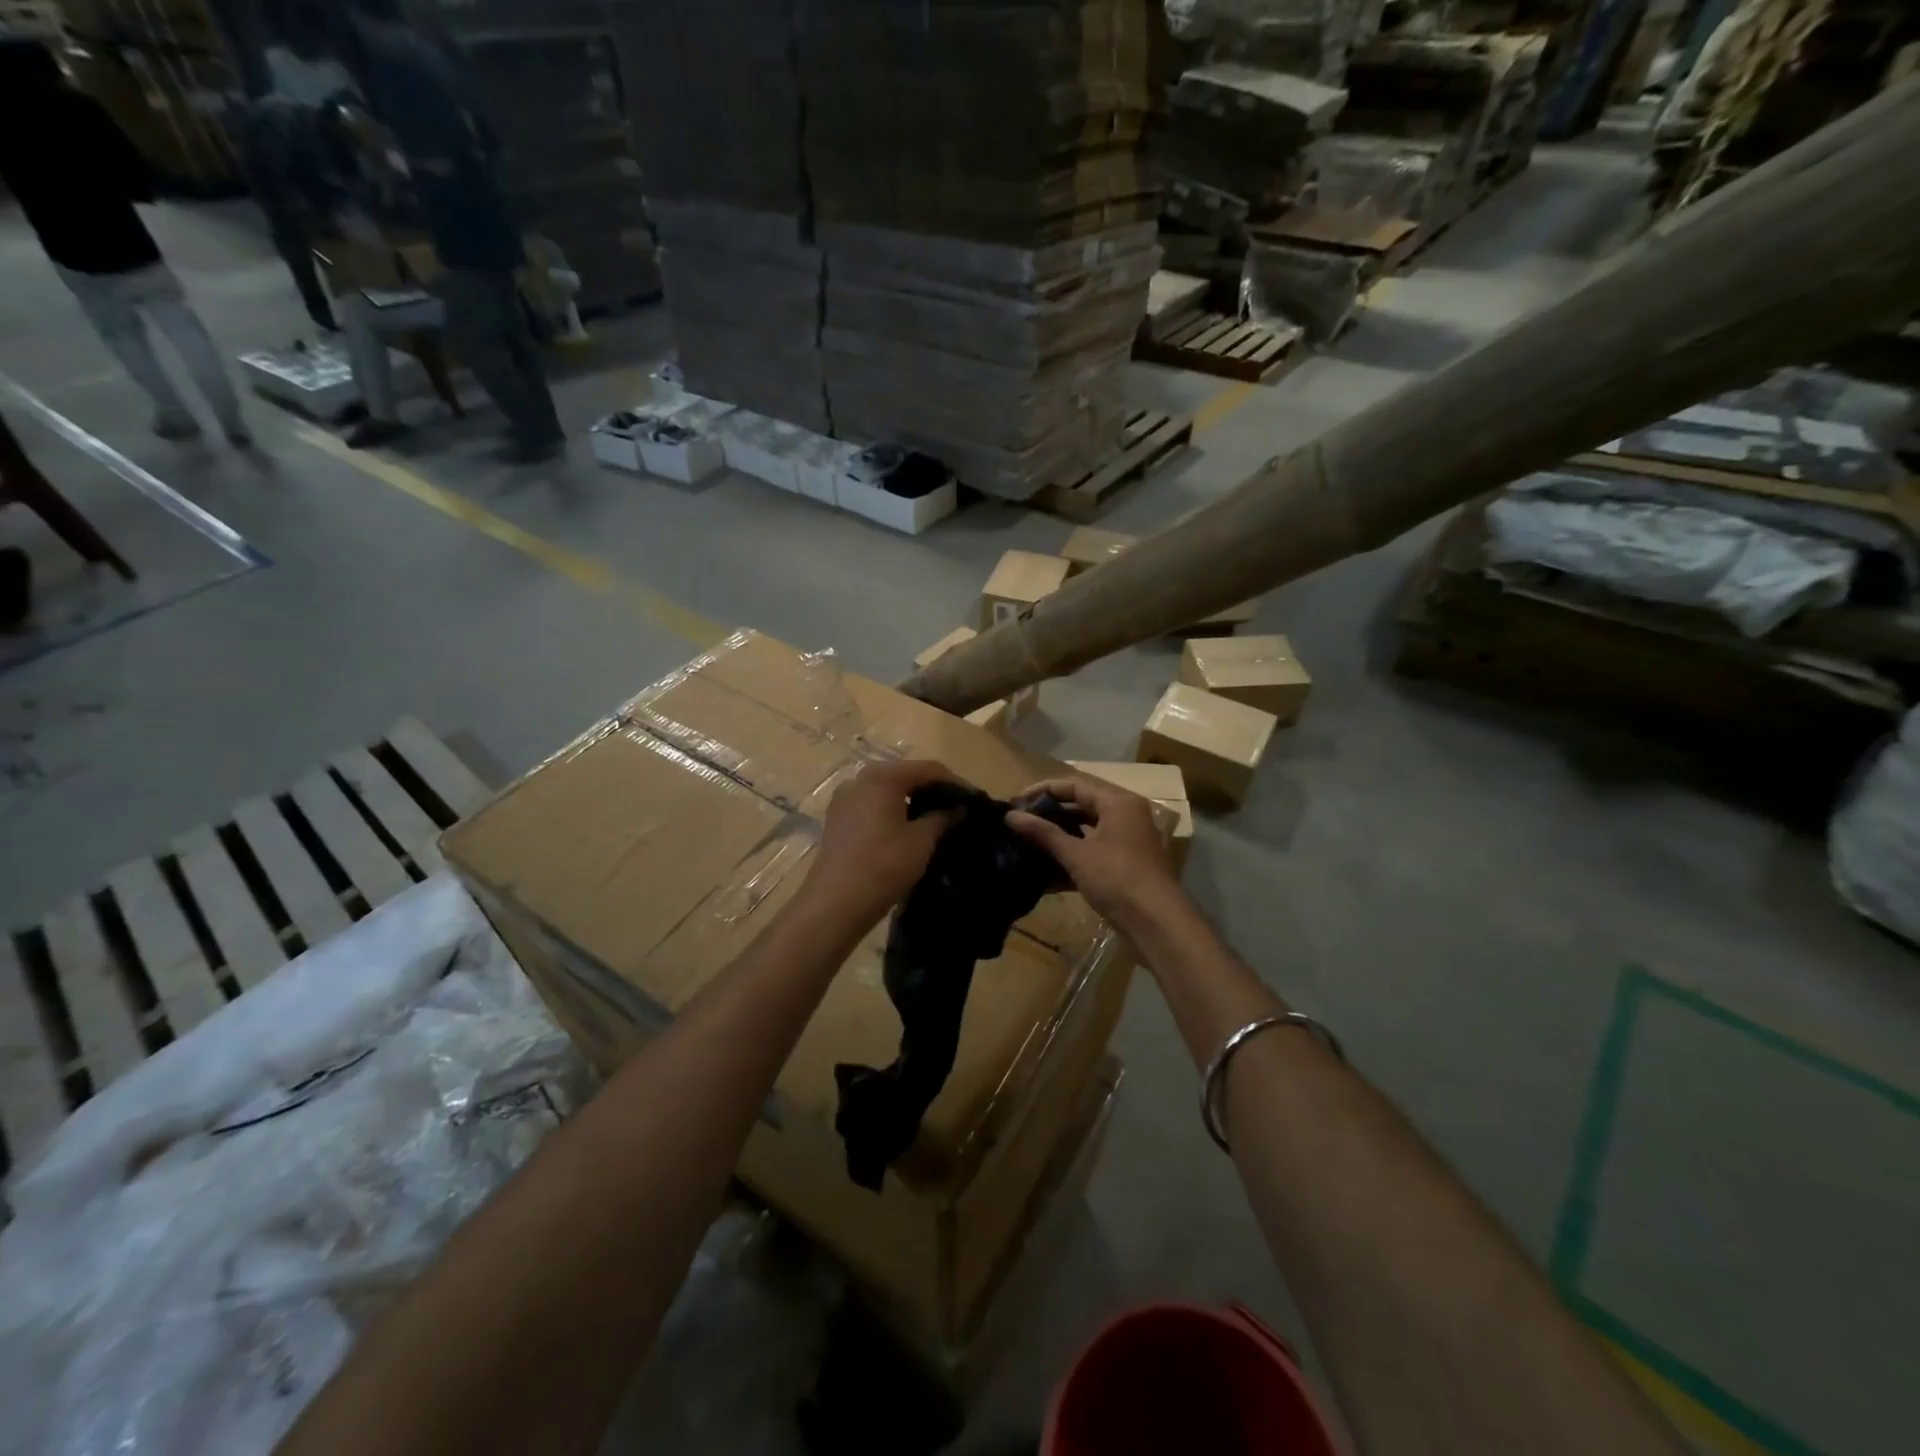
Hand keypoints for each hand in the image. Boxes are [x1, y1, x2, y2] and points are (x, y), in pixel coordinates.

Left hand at [805, 759, 959, 922]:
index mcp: (881, 777)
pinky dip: (892, 812)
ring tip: (936, 820)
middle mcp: (859, 779)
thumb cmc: (884, 865)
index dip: (954, 782)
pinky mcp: (837, 820)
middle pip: (905, 776)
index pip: (927, 769)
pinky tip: (907, 830)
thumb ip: (942, 817)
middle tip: (956, 809)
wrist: (836, 903)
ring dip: (912, 802)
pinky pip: (872, 806)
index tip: (973, 799)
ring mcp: (844, 800)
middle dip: (932, 790)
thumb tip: (957, 808)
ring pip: (887, 791)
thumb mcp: (921, 840)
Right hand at [1006, 776, 1182, 929]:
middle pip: (1081, 806)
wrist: (1157, 924)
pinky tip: (1045, 875)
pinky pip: (1093, 854)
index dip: (1042, 791)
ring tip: (1027, 845)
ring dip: (1059, 838)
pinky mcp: (1125, 867)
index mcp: (1118, 803)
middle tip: (1019, 823)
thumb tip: (1010, 816)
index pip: (1074, 785)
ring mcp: (1127, 842)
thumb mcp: (1076, 854)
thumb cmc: (1117, 878)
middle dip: (1050, 815)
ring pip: (1086, 832)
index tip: (1015, 802)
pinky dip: (1072, 860)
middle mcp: (1126, 816)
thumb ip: (1043, 833)